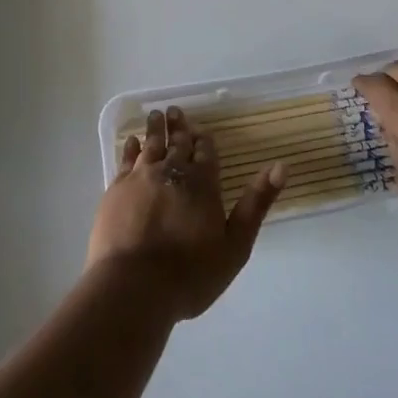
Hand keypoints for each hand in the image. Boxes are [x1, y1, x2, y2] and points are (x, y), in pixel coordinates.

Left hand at [86, 107, 286, 321]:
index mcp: (203, 183)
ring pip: (151, 145)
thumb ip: (256, 203)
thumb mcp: (236, 245)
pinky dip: (130, 147)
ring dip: (155, 129)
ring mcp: (141, 178)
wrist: (135, 286)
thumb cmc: (191, 273)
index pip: (205, 152)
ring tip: (156, 115)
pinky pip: (125, 160)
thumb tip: (281, 166)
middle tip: (175, 110)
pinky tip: (132, 141)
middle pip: (177, 143)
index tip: (200, 128)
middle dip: (178, 127)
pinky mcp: (116, 189)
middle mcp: (172, 172)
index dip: (203, 139)